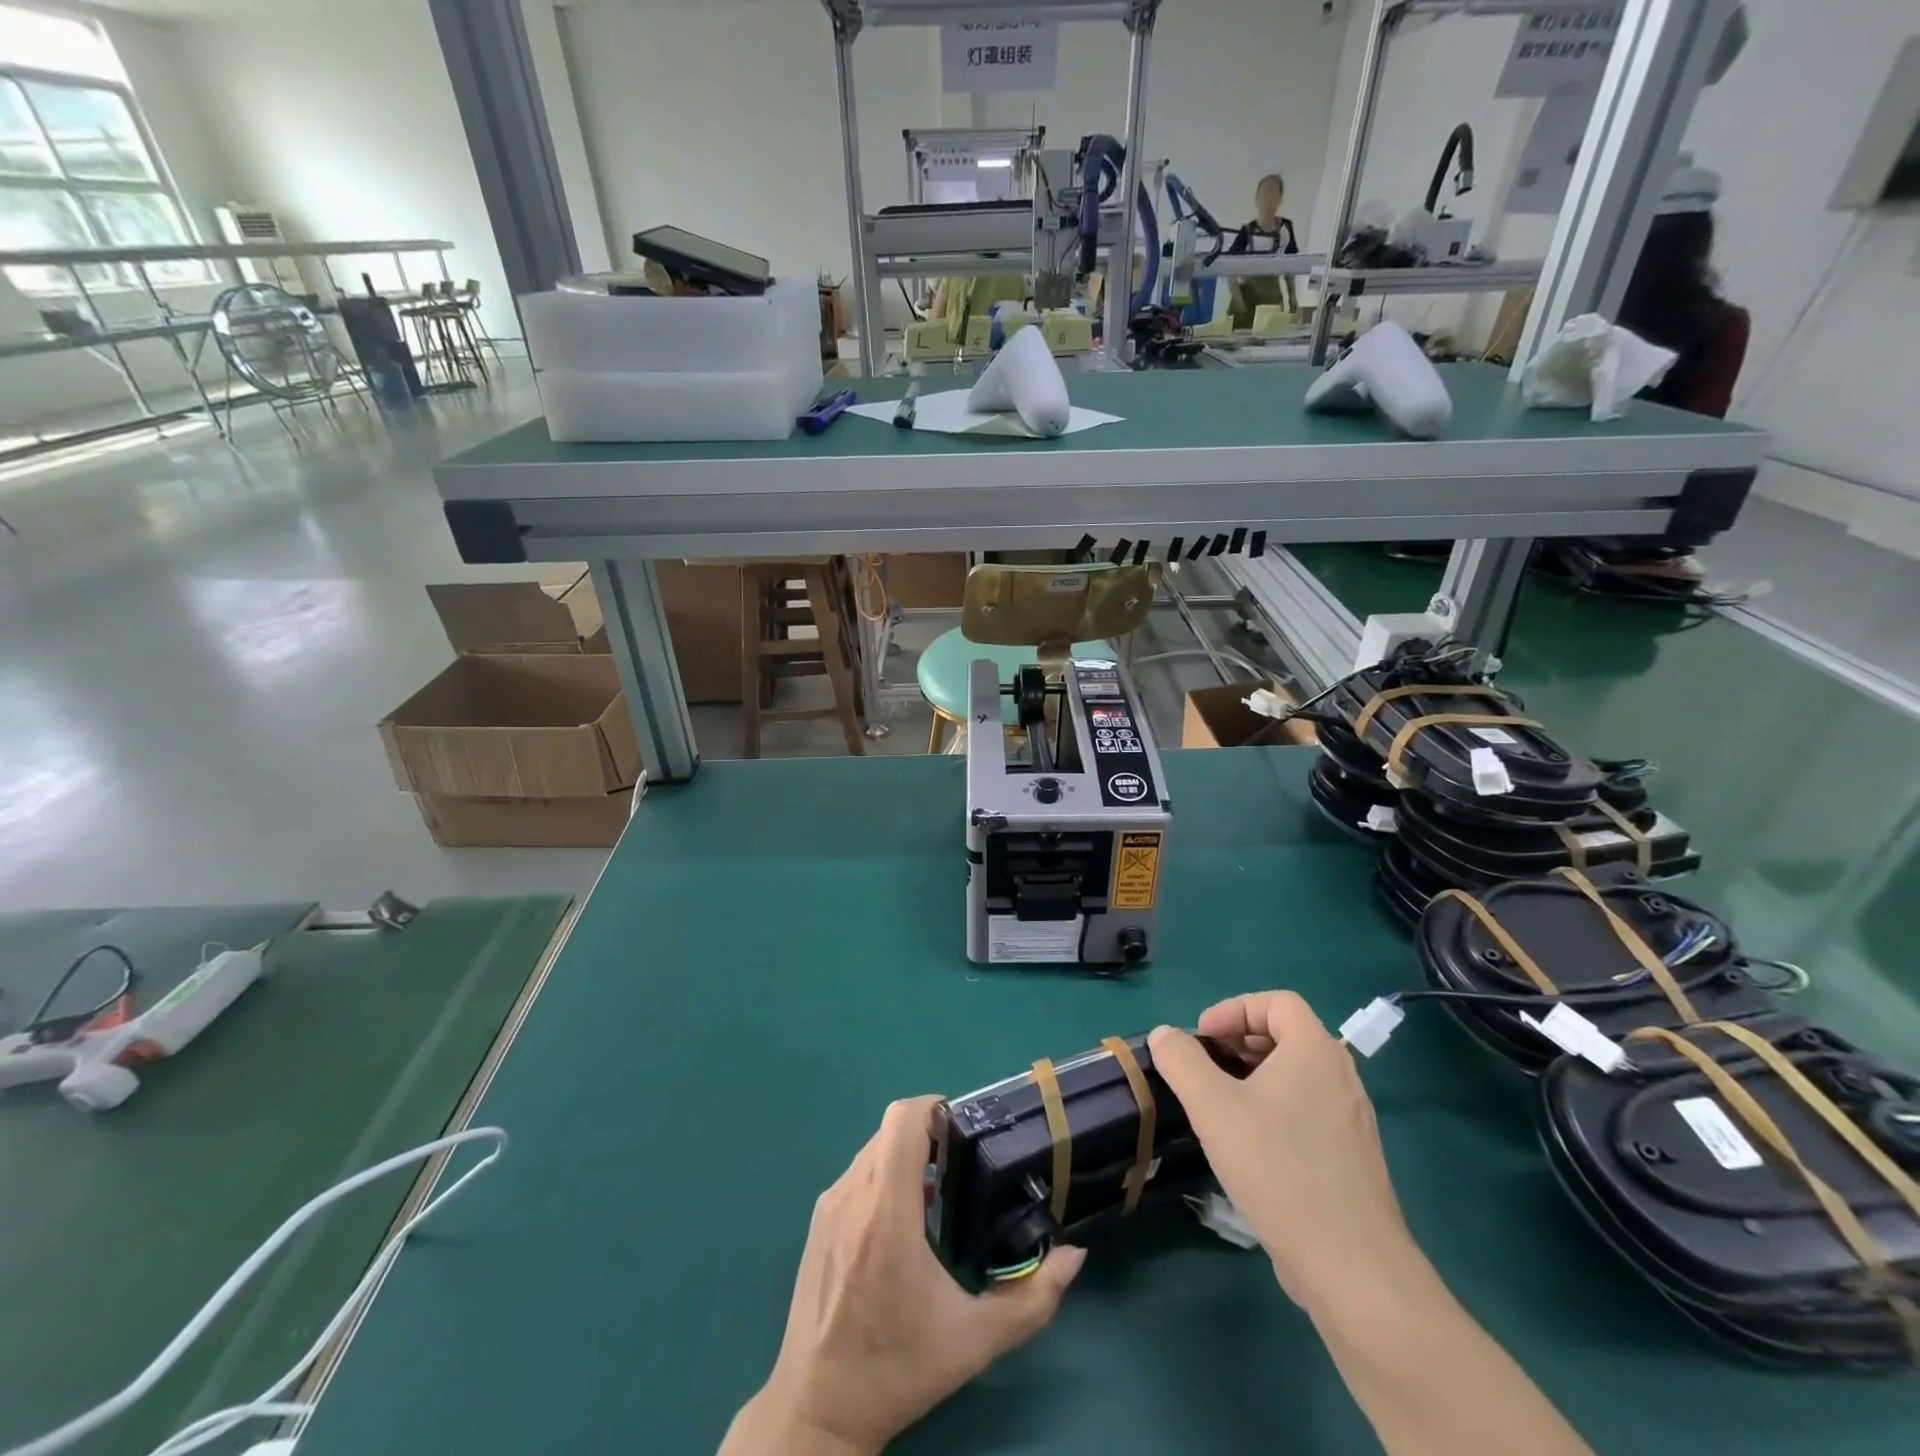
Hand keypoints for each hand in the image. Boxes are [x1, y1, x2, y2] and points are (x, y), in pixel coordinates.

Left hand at [727, 1096, 1084, 1455]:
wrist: (817, 1412)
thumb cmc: (898, 1369)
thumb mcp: (975, 1341)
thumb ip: (1032, 1298)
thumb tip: (1074, 1255)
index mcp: (887, 1212)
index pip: (902, 1120)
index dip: (934, 1108)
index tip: (963, 1131)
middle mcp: (852, 1196)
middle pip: (890, 1130)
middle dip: (927, 1135)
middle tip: (960, 1164)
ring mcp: (829, 1208)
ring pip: (872, 1151)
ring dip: (905, 1157)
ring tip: (937, 1196)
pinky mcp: (817, 1224)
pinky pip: (855, 1176)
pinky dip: (882, 1177)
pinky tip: (902, 1223)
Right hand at [1150, 993, 1415, 1309]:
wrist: (1351, 1267)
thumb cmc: (1278, 1169)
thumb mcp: (1214, 1108)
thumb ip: (1182, 1062)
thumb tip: (1165, 1035)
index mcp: (1315, 1051)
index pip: (1276, 1002)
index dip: (1234, 1009)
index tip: (1201, 1038)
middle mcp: (1340, 1076)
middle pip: (1286, 1035)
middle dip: (1238, 1042)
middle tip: (1204, 1067)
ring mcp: (1350, 1119)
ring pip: (1296, 1075)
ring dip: (1253, 1076)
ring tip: (1218, 1104)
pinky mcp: (1350, 1157)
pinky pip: (1307, 1109)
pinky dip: (1273, 1107)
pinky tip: (1247, 1145)